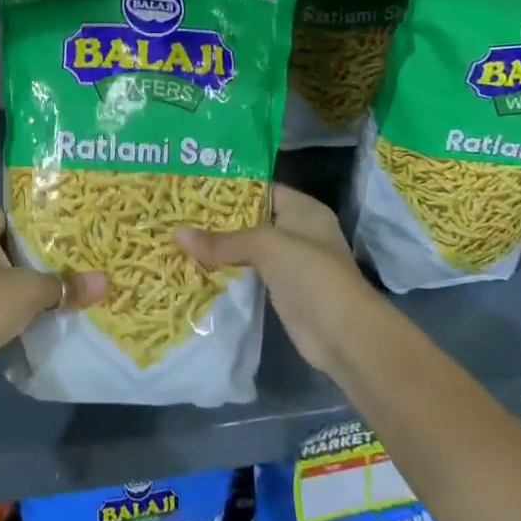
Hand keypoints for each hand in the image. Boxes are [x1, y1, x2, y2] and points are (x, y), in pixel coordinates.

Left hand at [0, 208, 104, 388]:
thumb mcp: (31, 289)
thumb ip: (65, 285)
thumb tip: (105, 282)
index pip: (8, 215)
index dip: (35, 221)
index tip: (67, 228)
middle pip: (10, 248)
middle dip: (40, 256)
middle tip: (77, 257)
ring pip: (7, 279)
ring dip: (32, 286)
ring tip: (71, 285)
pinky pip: (2, 305)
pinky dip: (22, 310)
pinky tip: (51, 314)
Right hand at [176, 184, 371, 372]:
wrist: (344, 335)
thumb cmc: (311, 274)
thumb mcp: (265, 246)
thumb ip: (222, 241)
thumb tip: (176, 234)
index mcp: (303, 209)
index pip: (261, 188)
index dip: (229, 187)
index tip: (193, 185)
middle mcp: (298, 231)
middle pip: (251, 218)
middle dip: (218, 218)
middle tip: (178, 211)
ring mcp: (290, 262)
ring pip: (247, 247)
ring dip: (219, 246)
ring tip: (178, 235)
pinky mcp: (281, 289)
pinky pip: (247, 272)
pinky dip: (226, 269)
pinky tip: (196, 265)